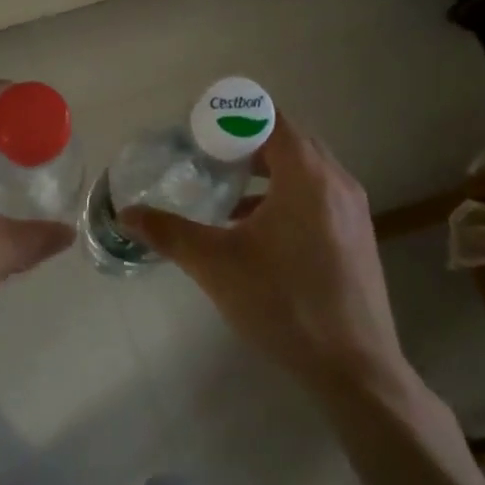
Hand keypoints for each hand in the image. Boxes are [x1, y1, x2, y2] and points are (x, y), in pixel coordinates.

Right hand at [122, 117, 412, 393]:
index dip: (232, 117)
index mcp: (307, 176)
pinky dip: (284, 196)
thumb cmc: (283, 304)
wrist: (354, 367)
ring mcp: (353, 211)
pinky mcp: (357, 236)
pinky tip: (253, 228)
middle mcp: (337, 182)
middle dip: (245, 142)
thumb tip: (127, 215)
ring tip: (224, 190)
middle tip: (205, 155)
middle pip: (288, 140)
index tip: (198, 129)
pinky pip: (316, 196)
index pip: (270, 119)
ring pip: (304, 170)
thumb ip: (169, 233)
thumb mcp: (216, 265)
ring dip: (265, 171)